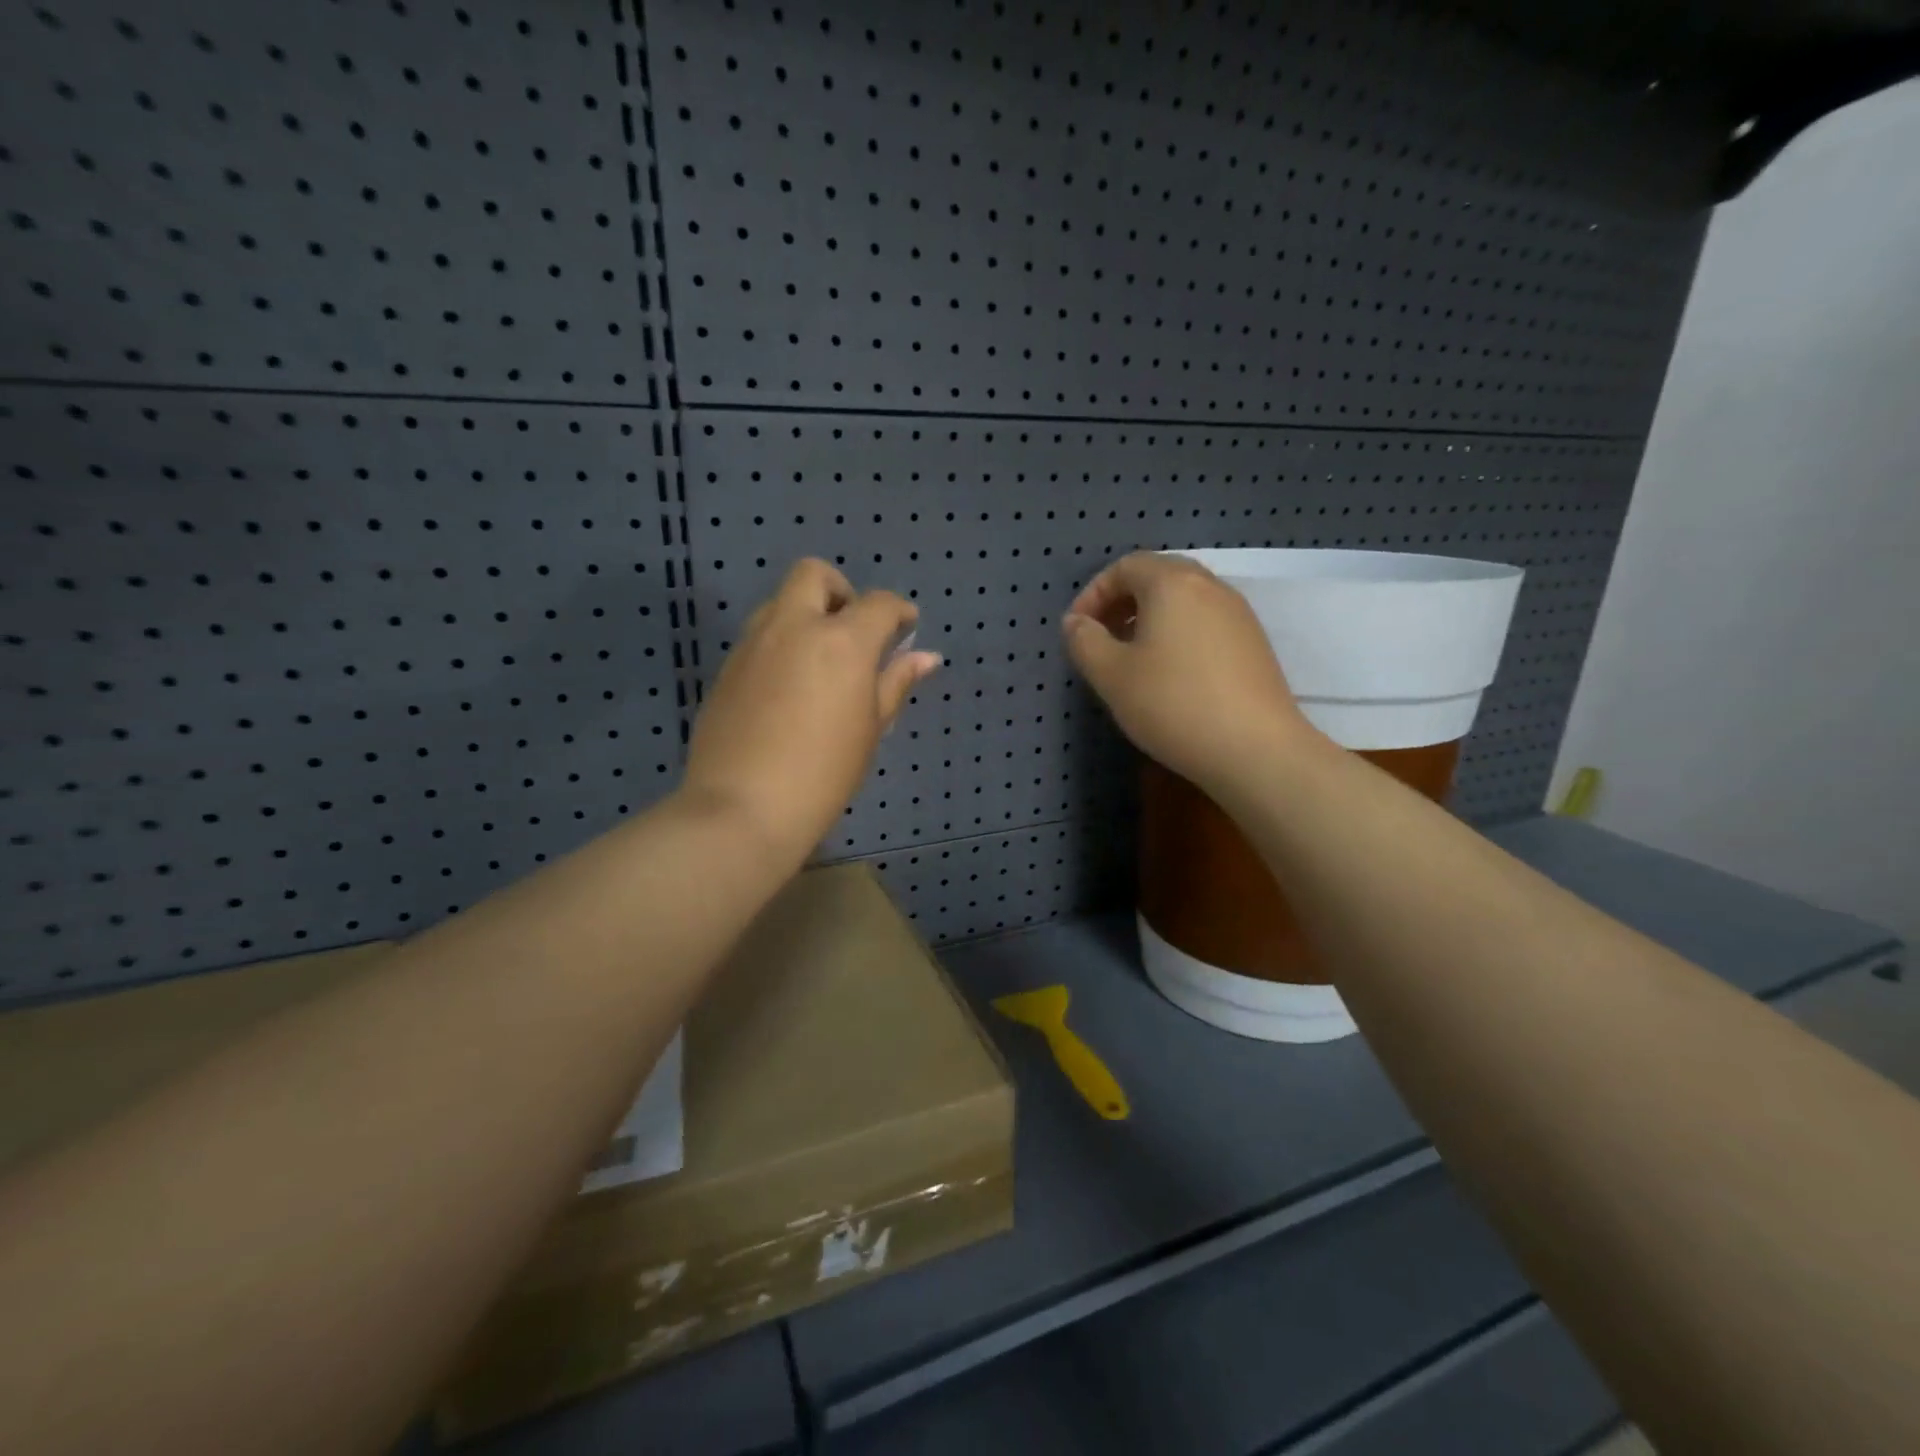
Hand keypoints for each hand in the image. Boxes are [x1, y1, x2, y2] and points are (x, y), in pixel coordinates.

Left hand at [683, 559, 942, 861]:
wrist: (743, 807)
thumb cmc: (824, 773)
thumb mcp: (870, 728)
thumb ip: (895, 683)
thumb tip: (926, 657)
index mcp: (841, 641)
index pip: (878, 603)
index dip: (898, 611)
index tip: (906, 627)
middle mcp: (794, 627)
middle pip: (814, 574)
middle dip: (840, 590)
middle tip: (853, 631)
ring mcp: (753, 644)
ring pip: (779, 602)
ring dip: (805, 614)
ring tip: (820, 662)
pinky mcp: (727, 668)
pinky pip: (758, 637)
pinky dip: (780, 644)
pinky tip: (788, 689)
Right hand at [1062, 552, 1316, 797]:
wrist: (1255, 749)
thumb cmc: (1172, 704)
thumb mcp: (1111, 675)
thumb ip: (1084, 641)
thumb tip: (1076, 622)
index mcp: (1172, 583)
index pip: (1124, 566)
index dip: (1093, 594)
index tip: (1077, 631)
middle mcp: (1209, 586)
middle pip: (1157, 577)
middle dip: (1122, 603)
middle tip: (1102, 639)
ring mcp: (1238, 613)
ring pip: (1184, 601)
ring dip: (1150, 619)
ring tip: (1132, 659)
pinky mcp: (1253, 643)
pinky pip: (1205, 622)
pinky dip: (1178, 634)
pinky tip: (1170, 675)